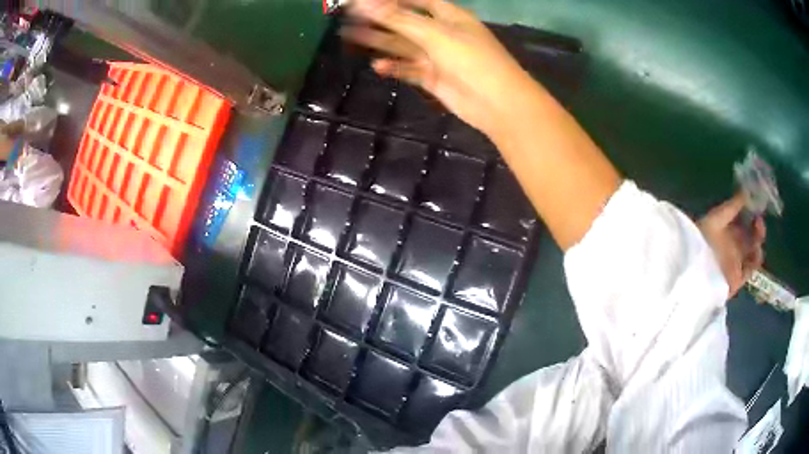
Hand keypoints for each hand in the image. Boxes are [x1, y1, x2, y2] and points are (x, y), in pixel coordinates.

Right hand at [342, 0, 540, 139]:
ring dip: (380, 42)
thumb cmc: (471, 60)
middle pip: (405, 22)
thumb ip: (399, 19)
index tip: (364, 1)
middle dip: (380, 19)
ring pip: (403, 45)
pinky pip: (409, 69)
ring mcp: (438, 56)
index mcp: (449, 16)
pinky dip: (394, 67)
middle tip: (349, 18)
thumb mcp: (434, 34)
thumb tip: (364, 3)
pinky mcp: (434, 78)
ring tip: (351, 36)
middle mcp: (442, 33)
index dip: (392, 0)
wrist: (497, 103)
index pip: (417, 1)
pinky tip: (377, 66)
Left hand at [698, 193, 765, 297]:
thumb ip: (732, 207)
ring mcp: (733, 264)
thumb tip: (746, 192)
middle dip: (756, 228)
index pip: (740, 223)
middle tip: (759, 220)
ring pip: (751, 253)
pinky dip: (756, 260)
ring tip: (759, 233)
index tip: (756, 206)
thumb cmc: (704, 238)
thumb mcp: (717, 217)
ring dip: (757, 242)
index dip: (749, 215)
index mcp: (723, 232)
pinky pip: (750, 270)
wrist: (696, 268)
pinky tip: (757, 250)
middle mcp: (730, 248)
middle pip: (748, 237)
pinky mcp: (736, 280)